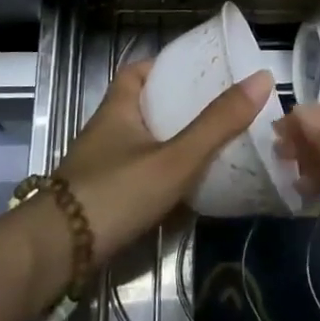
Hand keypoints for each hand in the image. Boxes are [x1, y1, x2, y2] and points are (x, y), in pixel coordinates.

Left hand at [16, 61, 273, 313]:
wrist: (58, 254)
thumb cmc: (115, 192)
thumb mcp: (175, 157)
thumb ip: (217, 123)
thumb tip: (261, 79)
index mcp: (118, 109)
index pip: (137, 72)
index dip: (165, 66)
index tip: (198, 70)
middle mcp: (107, 132)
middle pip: (143, 107)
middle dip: (177, 106)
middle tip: (217, 108)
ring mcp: (102, 167)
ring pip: (142, 143)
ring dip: (171, 142)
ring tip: (213, 144)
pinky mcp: (103, 199)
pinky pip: (139, 175)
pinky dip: (162, 175)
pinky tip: (188, 187)